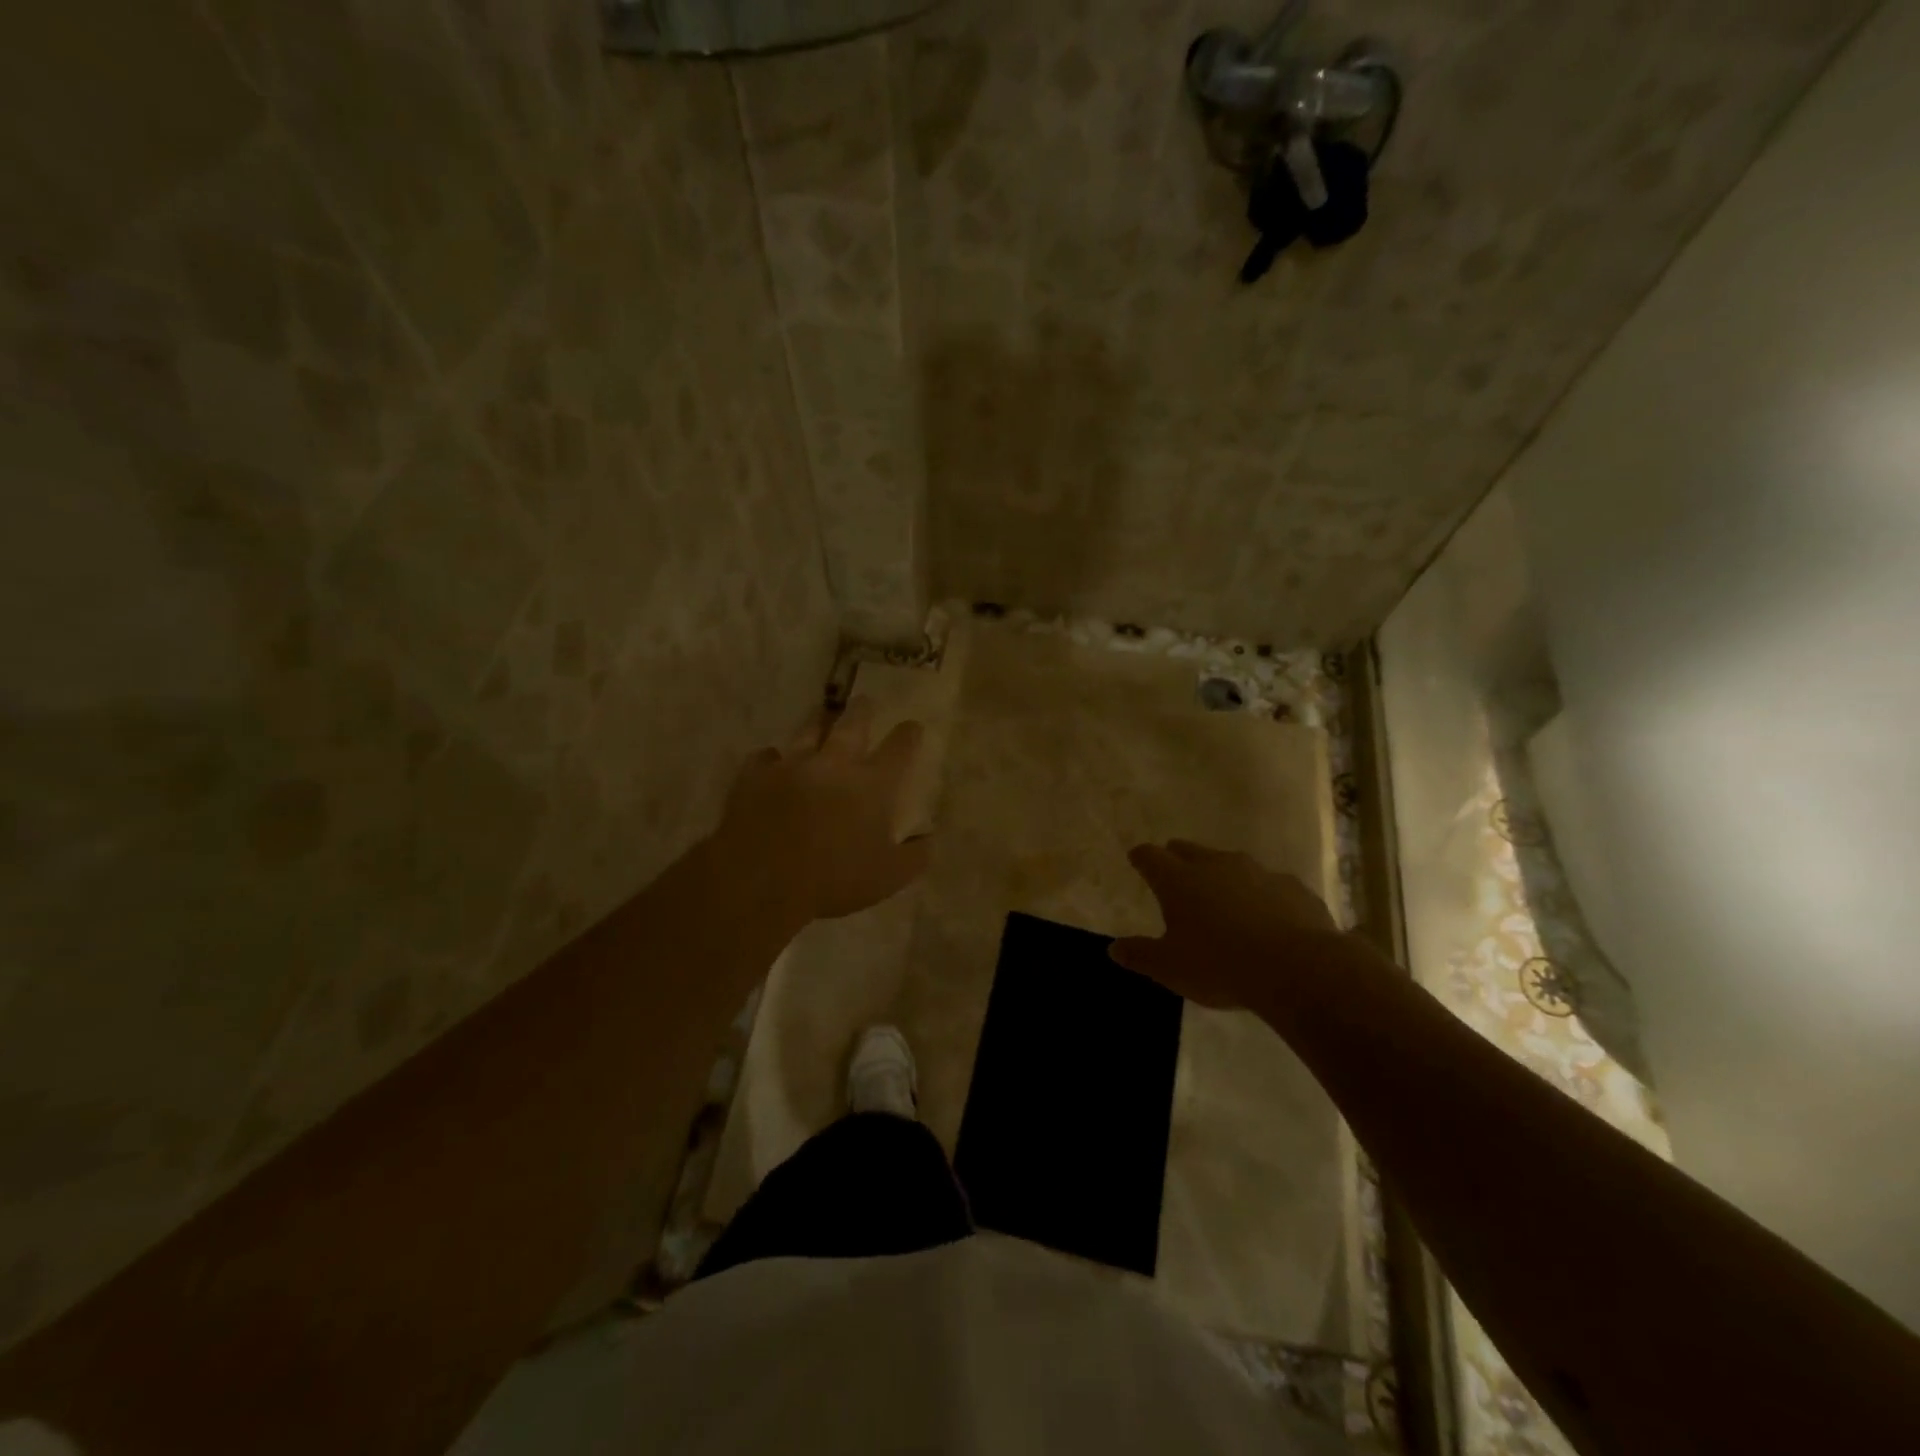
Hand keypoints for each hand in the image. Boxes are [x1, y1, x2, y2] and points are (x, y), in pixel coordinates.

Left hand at [715, 697, 930, 922]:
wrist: (762, 881)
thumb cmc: (834, 881)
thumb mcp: (889, 877)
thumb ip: (915, 855)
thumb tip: (928, 838)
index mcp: (872, 785)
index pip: (899, 748)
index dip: (909, 734)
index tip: (912, 726)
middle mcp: (834, 764)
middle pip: (852, 724)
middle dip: (862, 711)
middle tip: (865, 701)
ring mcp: (791, 765)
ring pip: (808, 731)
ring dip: (818, 722)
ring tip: (821, 716)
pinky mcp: (754, 776)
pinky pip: (765, 757)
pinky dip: (772, 758)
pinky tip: (772, 762)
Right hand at [1112, 840, 1346, 1009]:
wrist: (1298, 968)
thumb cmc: (1220, 966)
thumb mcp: (1170, 968)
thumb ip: (1140, 955)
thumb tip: (1113, 948)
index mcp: (1179, 880)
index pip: (1150, 857)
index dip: (1141, 857)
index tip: (1136, 858)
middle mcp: (1215, 865)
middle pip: (1189, 850)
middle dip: (1177, 856)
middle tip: (1174, 868)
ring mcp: (1257, 872)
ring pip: (1231, 862)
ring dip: (1221, 874)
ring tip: (1222, 894)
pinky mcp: (1292, 887)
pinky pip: (1269, 884)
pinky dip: (1261, 894)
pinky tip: (1267, 915)